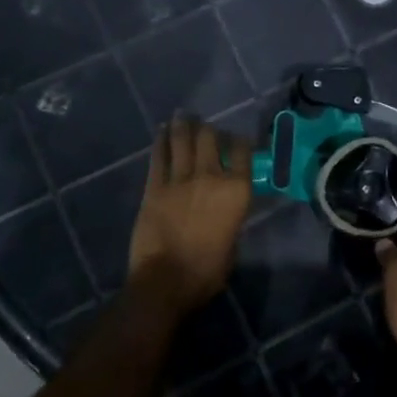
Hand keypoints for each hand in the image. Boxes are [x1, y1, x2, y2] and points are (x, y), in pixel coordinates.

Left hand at [127, 115, 251, 316]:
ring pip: (182, 141)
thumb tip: (224, 207)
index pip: (243, 152)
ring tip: (183, 116)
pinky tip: (161, 131)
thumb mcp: (233, 242)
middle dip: (209, 129)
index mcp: (236, 191)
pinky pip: (159, 157)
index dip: (240, 141)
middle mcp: (210, 176)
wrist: (166, 280)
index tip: (237, 139)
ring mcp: (180, 179)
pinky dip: (161, 141)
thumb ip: (231, 216)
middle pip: (210, 139)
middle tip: (205, 126)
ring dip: (183, 125)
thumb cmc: (207, 271)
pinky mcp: (154, 186)